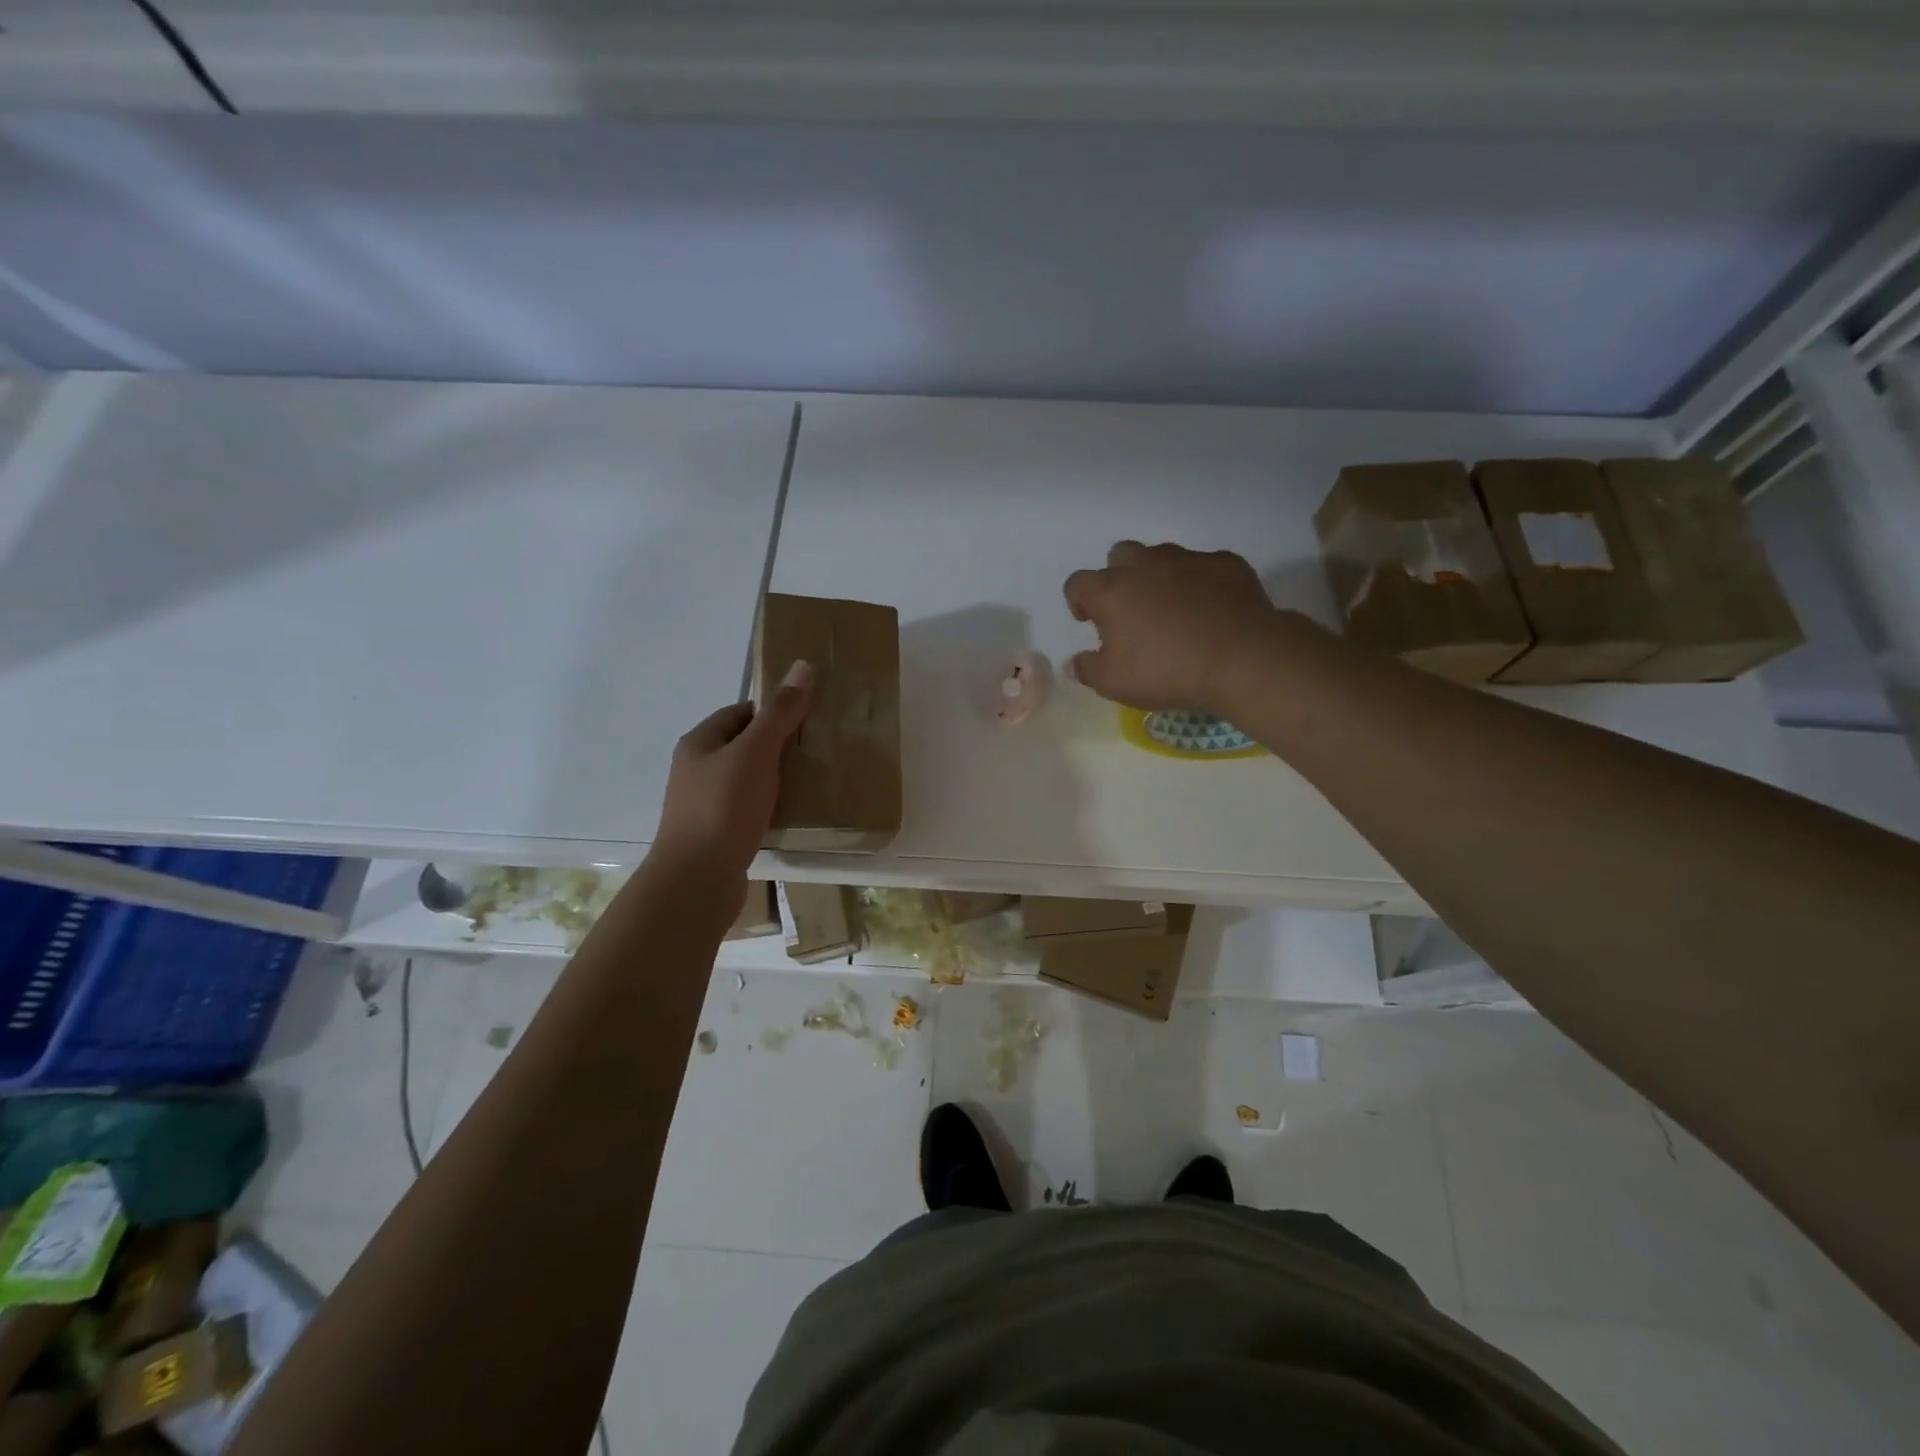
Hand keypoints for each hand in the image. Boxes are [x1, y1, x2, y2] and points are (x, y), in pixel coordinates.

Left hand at [651, 661, 814, 880]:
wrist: (697, 879)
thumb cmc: (723, 807)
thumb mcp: (756, 752)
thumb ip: (781, 713)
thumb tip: (803, 666)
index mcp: (699, 743)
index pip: (739, 713)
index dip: (772, 711)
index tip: (806, 719)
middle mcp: (697, 770)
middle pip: (743, 746)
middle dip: (777, 746)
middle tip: (815, 749)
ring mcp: (704, 805)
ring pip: (747, 780)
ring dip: (775, 778)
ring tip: (811, 781)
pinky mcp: (717, 834)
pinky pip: (748, 810)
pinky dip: (770, 807)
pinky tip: (792, 814)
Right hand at [1064, 541, 1278, 714]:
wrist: (1241, 657)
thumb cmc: (1166, 670)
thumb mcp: (1114, 683)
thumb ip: (1088, 670)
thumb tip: (1073, 663)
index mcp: (1111, 591)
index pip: (1078, 583)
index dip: (1078, 601)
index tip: (1088, 621)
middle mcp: (1145, 565)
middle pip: (1120, 555)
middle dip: (1119, 577)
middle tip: (1130, 610)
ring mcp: (1188, 559)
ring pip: (1162, 556)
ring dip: (1159, 576)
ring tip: (1171, 608)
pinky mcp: (1226, 563)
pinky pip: (1204, 566)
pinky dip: (1200, 581)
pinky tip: (1209, 607)